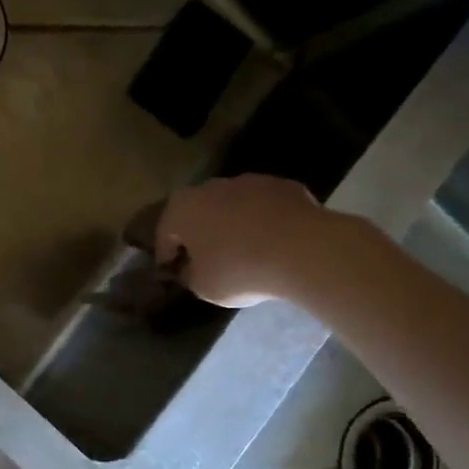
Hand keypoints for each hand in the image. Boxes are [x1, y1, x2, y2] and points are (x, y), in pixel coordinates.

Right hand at [156, 174, 343, 306]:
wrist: (304, 250)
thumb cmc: (239, 269)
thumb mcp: (203, 287)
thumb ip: (189, 275)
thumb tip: (190, 269)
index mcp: (181, 209)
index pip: (164, 235)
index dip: (167, 257)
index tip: (174, 274)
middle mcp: (209, 187)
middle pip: (197, 214)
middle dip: (199, 234)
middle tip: (207, 261)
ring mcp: (249, 182)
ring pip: (232, 206)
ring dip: (232, 225)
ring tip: (244, 253)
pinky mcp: (283, 186)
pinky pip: (265, 207)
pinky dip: (264, 222)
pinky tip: (275, 245)